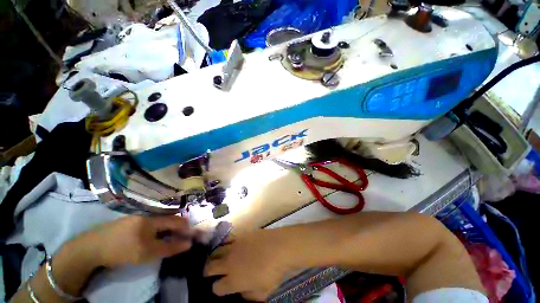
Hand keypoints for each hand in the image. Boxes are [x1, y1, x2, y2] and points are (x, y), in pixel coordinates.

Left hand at [90, 215, 192, 267]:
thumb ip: (169, 247)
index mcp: (152, 220)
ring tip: (168, 240)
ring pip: (158, 223)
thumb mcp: (147, 252)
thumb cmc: (122, 250)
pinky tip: (152, 239)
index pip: (176, 221)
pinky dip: (155, 231)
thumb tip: (188, 244)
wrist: (90, 248)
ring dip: (166, 230)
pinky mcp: (128, 223)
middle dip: (177, 229)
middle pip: (167, 220)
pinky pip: (148, 225)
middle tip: (181, 239)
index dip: (185, 228)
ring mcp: (136, 218)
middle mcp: (146, 216)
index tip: (192, 235)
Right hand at [204, 229, 296, 301]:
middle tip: (210, 273)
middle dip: (208, 272)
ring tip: (217, 259)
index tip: (221, 288)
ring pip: (216, 252)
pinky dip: (225, 244)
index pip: (216, 288)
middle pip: (210, 267)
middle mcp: (229, 263)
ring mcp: (234, 247)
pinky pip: (227, 240)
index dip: (217, 289)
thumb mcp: (262, 293)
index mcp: (233, 280)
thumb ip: (248, 296)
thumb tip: (241, 291)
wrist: (279, 247)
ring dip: (214, 257)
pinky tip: (229, 246)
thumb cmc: (272, 273)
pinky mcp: (240, 235)